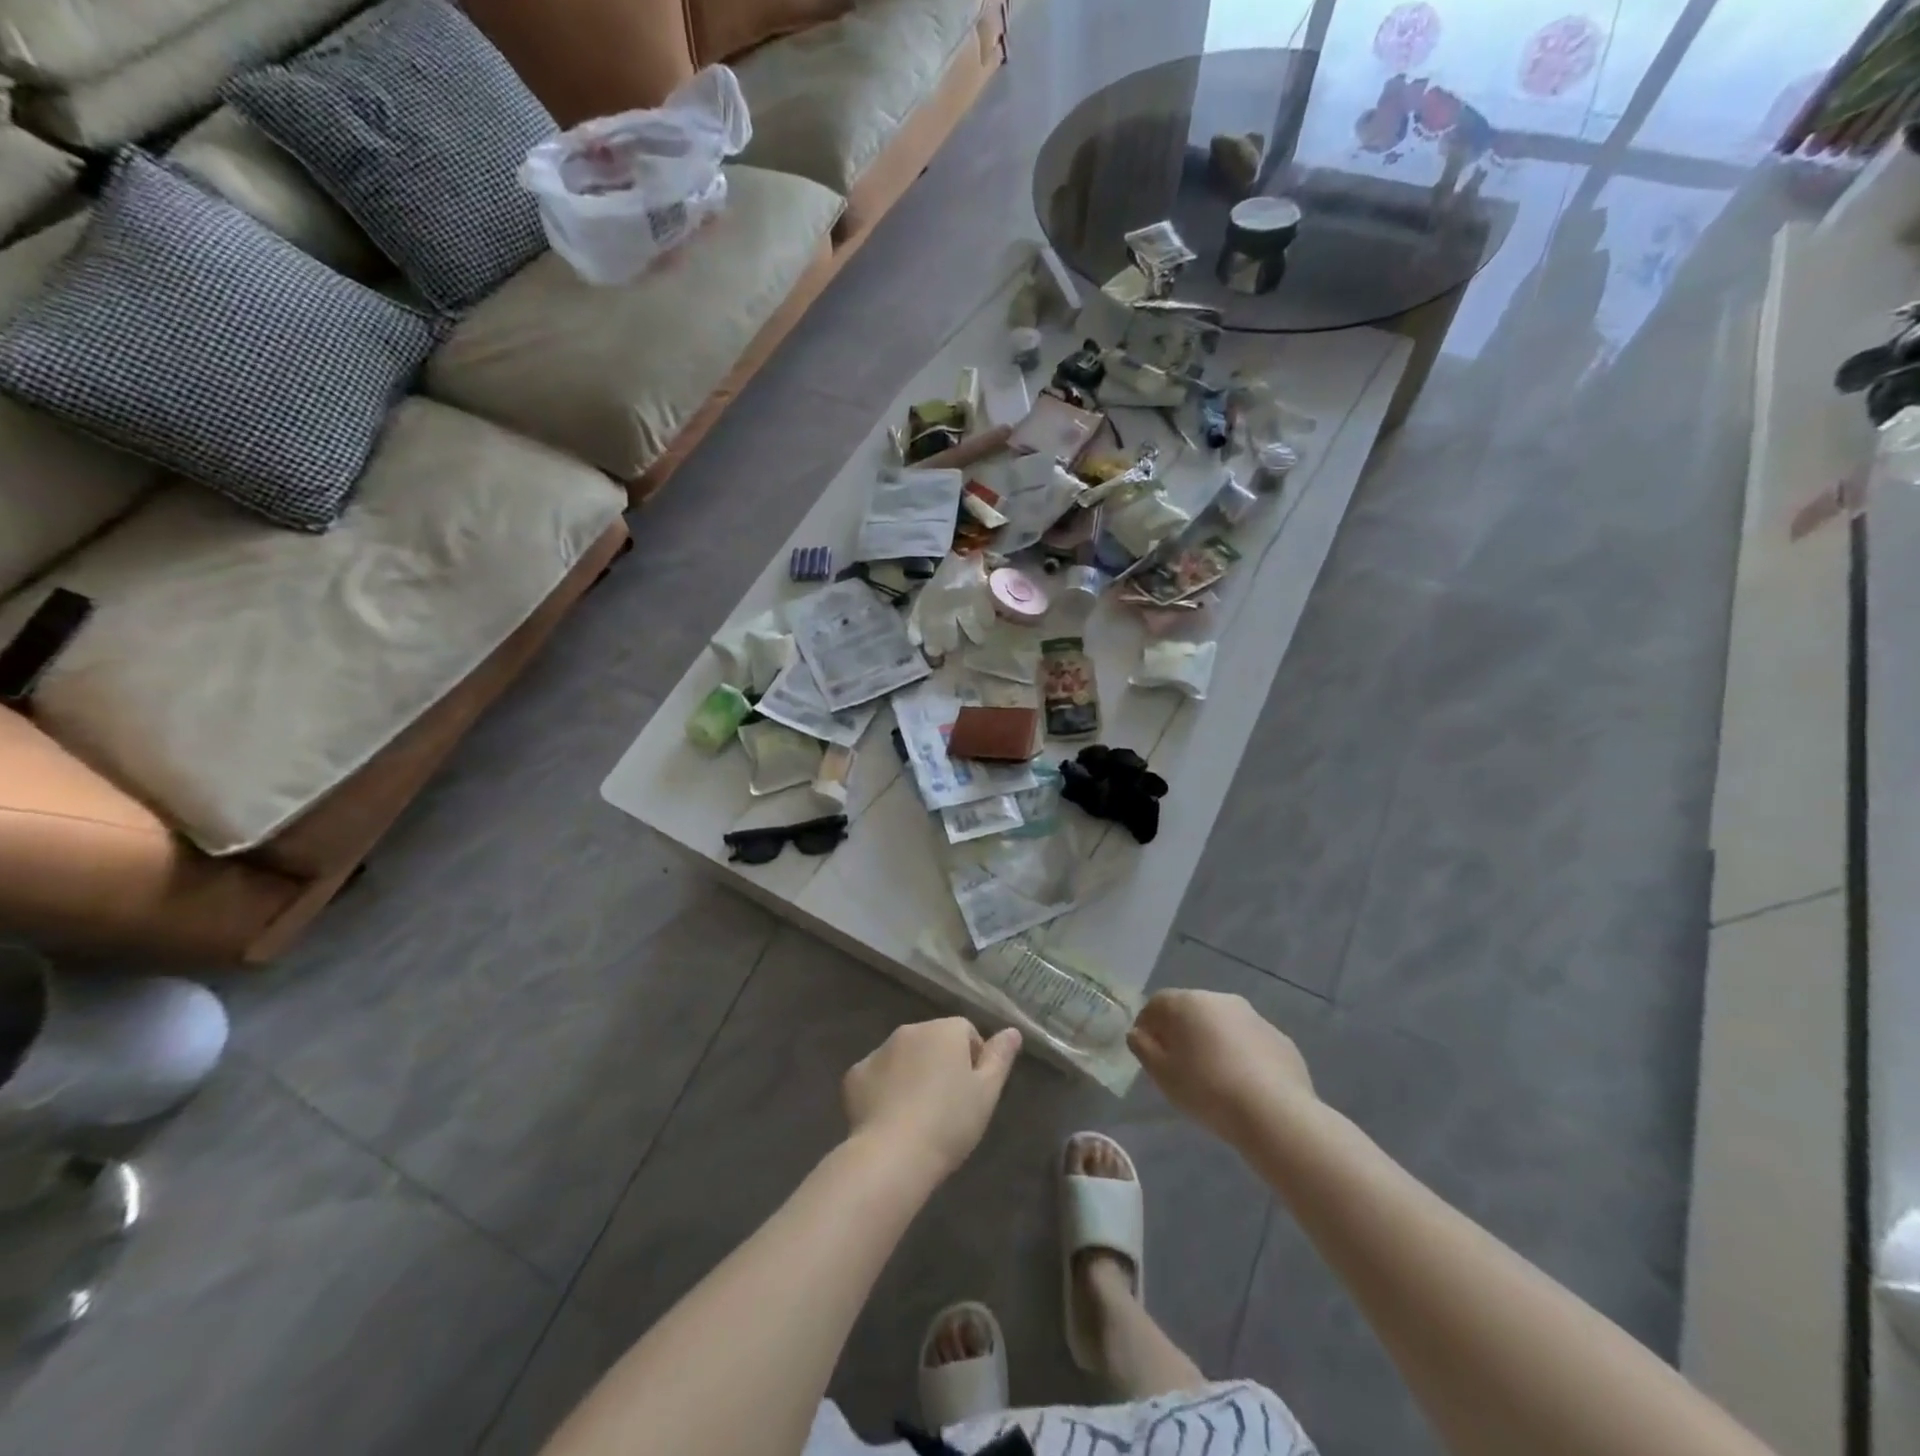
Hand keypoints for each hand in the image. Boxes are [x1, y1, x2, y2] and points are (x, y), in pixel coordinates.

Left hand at [843, 1019, 1021, 1183]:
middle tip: (948, 1106)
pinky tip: (891, 1119)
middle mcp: (910, 1030)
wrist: (892, 1154)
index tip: (973, 1093)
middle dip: (941, 1064)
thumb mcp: (987, 1092)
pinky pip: (877, 1076)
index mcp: (944, 1030)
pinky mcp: (854, 1075)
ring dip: (913, 1074)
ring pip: (904, 1056)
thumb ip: (1000, 1057)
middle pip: (933, 1041)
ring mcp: (879, 1051)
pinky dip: (884, 1089)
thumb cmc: (949, 1122)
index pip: (966, 1032)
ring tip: (919, 1115)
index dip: (974, 1060)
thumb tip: (1012, 1030)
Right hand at [1129, 990, 1314, 1144]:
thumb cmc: (1207, 1090)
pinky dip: (1241, 1055)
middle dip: (1181, 1031)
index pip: (1157, 1002)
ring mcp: (1255, 1017)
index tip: (1147, 1051)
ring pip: (1222, 1025)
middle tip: (1177, 1064)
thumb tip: (1137, 1034)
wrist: (1275, 1114)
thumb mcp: (1162, 1075)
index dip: (1147, 1024)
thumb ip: (1143, 1049)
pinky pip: (1249, 1042)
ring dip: (1212, 1041)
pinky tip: (1243, 1084)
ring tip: (1212, 1077)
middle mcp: (1221, 1000)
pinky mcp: (1280, 1039)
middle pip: (1191, 1010)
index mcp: (1189, 1003)